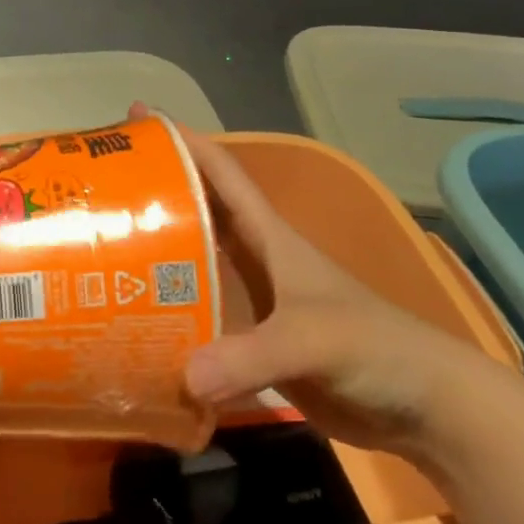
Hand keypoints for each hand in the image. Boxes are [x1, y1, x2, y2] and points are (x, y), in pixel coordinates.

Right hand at [137, 103, 491, 453]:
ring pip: (194, 264)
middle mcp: (256, 260)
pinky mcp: (253, 342)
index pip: (223, 174)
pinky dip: (170, 314)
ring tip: (102, 247)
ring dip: (156, 253)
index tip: (140, 118)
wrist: (421, 405)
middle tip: (102, 184)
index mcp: (270, 237)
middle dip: (156, 191)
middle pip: (198, 212)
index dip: (186, 142)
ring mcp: (255, 302)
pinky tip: (135, 322)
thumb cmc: (373, 348)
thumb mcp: (313, 340)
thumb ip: (250, 356)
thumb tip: (183, 376)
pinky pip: (200, 316)